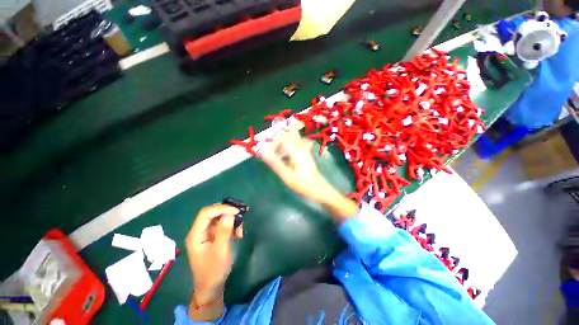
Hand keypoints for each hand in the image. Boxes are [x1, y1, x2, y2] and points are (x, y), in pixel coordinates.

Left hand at [186, 204, 242, 301]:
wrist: (211, 287)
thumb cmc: (214, 271)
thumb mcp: (220, 251)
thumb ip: (224, 231)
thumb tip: (229, 214)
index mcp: (196, 234)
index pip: (206, 213)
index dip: (222, 208)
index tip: (237, 211)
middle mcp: (200, 231)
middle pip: (213, 213)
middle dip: (228, 212)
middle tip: (242, 214)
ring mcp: (207, 233)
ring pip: (220, 218)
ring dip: (232, 220)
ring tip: (241, 230)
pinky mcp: (214, 236)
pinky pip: (224, 225)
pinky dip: (232, 226)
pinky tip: (239, 234)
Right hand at [260, 131, 358, 220]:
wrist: (318, 188)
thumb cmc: (302, 183)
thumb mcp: (287, 175)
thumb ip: (275, 163)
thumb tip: (263, 152)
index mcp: (296, 151)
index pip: (282, 137)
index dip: (273, 143)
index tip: (268, 153)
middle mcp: (301, 147)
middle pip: (288, 136)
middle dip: (278, 142)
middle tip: (273, 153)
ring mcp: (305, 149)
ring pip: (292, 139)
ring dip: (284, 144)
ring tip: (279, 156)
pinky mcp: (306, 153)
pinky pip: (297, 144)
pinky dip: (289, 147)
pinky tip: (287, 157)